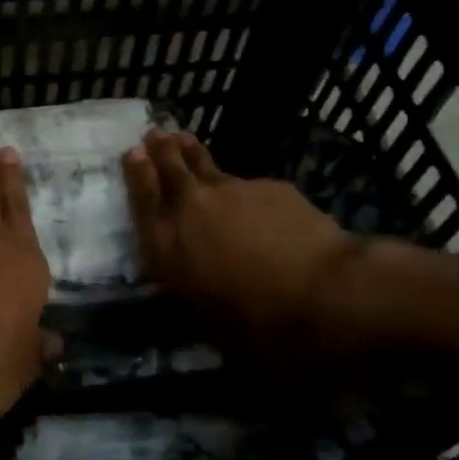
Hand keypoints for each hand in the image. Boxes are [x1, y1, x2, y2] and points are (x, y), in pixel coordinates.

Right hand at [123, 130, 362, 355]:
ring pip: (205, 164)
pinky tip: (249, 195)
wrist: (325, 290)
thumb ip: (187, 302)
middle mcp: (192, 209)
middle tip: (154, 133)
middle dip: (159, 150)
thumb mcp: (210, 326)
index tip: (132, 152)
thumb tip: (174, 302)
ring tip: (182, 138)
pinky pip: (247, 184)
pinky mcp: (268, 186)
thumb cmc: (260, 321)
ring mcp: (231, 191)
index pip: (144, 200)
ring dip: (190, 151)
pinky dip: (241, 187)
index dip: (136, 174)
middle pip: (170, 169)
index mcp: (169, 246)